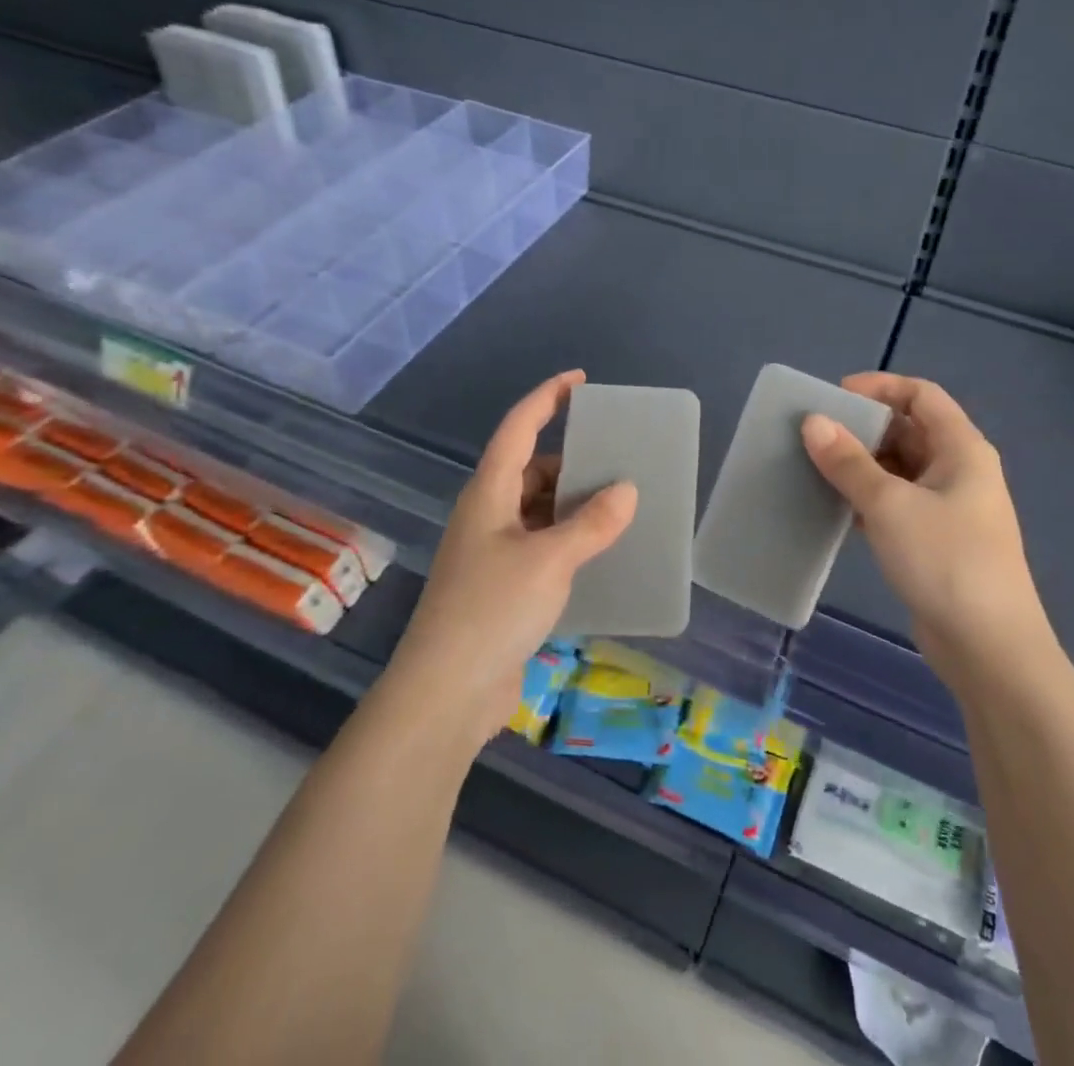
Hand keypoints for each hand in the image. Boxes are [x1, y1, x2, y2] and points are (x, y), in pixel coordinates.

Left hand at [388, 371, 636, 750]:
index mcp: (489, 493)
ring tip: (619, 505)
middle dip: (572, 460)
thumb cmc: (492, 610)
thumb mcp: (549, 560)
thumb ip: (591, 523)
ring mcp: (493, 552)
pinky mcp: (502, 586)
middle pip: (531, 469)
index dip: (547, 397)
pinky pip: (543, 545)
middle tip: (617, 458)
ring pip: (539, 509)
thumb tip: (627, 489)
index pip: (518, 427)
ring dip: (574, 504)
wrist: (446, 693)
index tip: (579, 380)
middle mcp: (488, 514)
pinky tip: (600, 552)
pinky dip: (569, 539)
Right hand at [801, 373, 1053, 690]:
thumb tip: (813, 422)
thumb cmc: (945, 561)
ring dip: (861, 466)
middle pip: (909, 430)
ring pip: (899, 470)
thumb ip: (849, 462)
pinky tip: (834, 508)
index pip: (921, 395)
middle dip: (863, 428)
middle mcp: (959, 471)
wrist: (989, 649)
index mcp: (962, 449)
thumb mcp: (890, 505)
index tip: (834, 396)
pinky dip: (868, 500)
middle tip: (815, 435)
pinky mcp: (935, 542)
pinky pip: (897, 504)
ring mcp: (949, 509)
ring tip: (815, 468)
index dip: (879, 387)